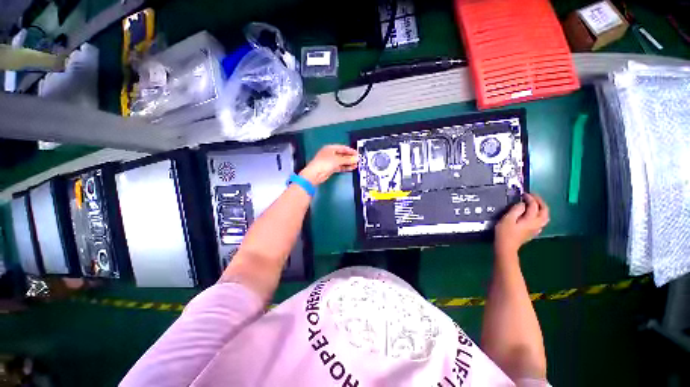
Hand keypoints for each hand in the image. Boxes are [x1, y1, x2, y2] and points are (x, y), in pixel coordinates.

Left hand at [299, 145, 358, 185]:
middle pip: (342, 154)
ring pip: (341, 161)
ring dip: (348, 163)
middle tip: (358, 160)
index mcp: (330, 148)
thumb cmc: (325, 163)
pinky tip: (351, 168)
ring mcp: (330, 161)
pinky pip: (340, 166)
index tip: (357, 154)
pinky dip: (345, 167)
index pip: (342, 148)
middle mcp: (330, 153)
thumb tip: (357, 159)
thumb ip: (347, 159)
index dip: (350, 151)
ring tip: (356, 165)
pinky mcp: (331, 168)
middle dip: (350, 157)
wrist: (315, 174)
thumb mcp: (337, 160)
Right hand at [494, 193, 549, 254]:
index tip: (523, 194)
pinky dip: (540, 215)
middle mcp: (537, 223)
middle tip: (532, 196)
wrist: (506, 246)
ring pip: (545, 216)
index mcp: (531, 219)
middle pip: (544, 210)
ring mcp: (536, 228)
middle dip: (540, 202)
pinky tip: (534, 215)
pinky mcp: (533, 232)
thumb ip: (516, 209)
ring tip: (535, 204)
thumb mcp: (507, 219)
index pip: (534, 206)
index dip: (530, 198)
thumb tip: (522, 204)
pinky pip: (541, 221)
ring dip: (542, 208)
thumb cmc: (505, 232)